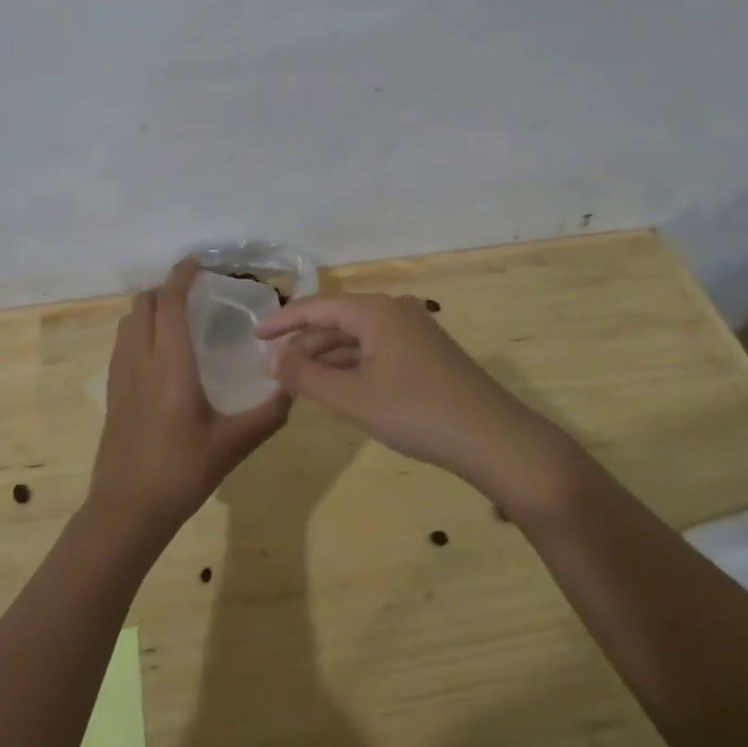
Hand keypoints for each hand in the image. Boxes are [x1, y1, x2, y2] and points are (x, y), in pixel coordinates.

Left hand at [89, 259, 290, 541]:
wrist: (127, 510)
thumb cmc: (182, 471)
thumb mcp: (234, 444)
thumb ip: (269, 413)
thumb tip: (293, 387)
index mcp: (171, 364)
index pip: (168, 302)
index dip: (181, 276)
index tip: (198, 263)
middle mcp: (141, 360)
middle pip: (143, 304)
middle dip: (165, 288)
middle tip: (193, 292)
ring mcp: (120, 376)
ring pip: (128, 322)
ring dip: (149, 308)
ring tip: (176, 317)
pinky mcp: (112, 392)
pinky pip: (122, 344)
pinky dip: (138, 330)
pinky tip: (159, 353)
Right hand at [257, 293, 577, 515]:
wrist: (493, 439)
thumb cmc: (417, 413)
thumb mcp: (353, 398)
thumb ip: (307, 377)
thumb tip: (273, 361)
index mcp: (375, 311)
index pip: (317, 307)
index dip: (283, 321)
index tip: (254, 336)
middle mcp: (395, 311)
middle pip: (337, 320)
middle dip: (304, 343)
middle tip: (273, 367)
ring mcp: (414, 331)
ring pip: (358, 337)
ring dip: (327, 357)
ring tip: (298, 380)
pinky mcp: (426, 354)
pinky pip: (377, 350)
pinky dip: (352, 365)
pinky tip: (337, 386)